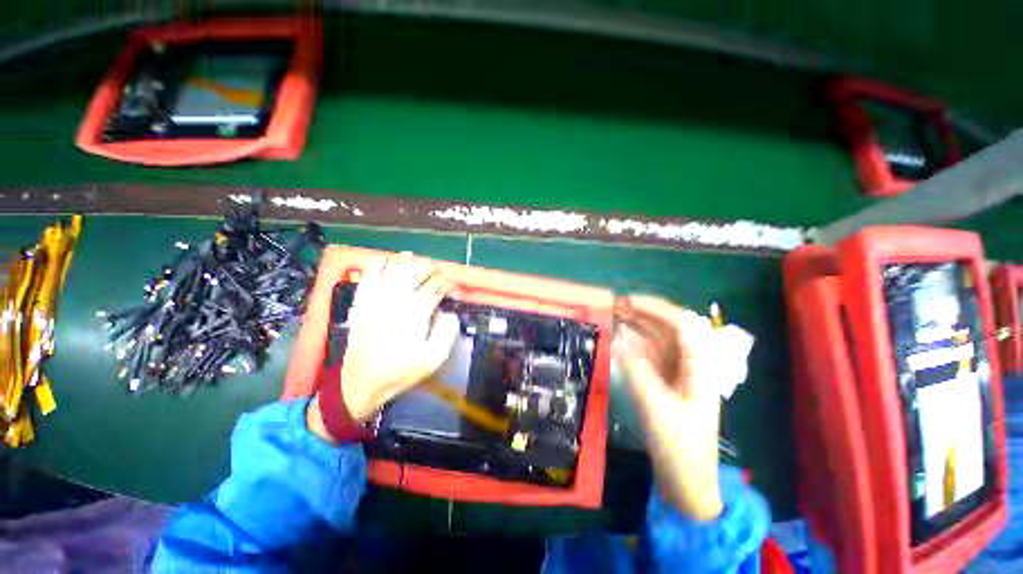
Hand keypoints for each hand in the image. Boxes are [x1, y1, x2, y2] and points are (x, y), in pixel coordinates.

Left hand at [337, 254, 460, 420]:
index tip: (450, 290)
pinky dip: (384, 261)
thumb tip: (448, 311)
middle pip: (419, 267)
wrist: (362, 379)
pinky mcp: (362, 296)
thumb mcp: (435, 357)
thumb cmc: (402, 369)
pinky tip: (392, 267)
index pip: (437, 284)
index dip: (447, 284)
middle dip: (432, 270)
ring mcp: (376, 293)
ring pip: (397, 262)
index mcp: (416, 310)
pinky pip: (372, 268)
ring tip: (417, 268)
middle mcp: (396, 295)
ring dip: (411, 262)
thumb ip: (448, 330)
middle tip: (436, 279)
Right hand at [614, 295, 722, 520]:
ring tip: (613, 317)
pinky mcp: (666, 381)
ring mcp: (678, 372)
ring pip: (657, 340)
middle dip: (642, 314)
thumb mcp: (655, 408)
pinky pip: (649, 355)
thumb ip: (635, 370)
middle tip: (614, 307)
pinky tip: (619, 339)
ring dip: (636, 326)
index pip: (680, 324)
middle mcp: (691, 363)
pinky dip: (634, 344)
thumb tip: (616, 338)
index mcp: (699, 367)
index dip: (654, 308)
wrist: (687, 482)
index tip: (627, 301)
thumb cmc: (679, 446)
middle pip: (668, 328)